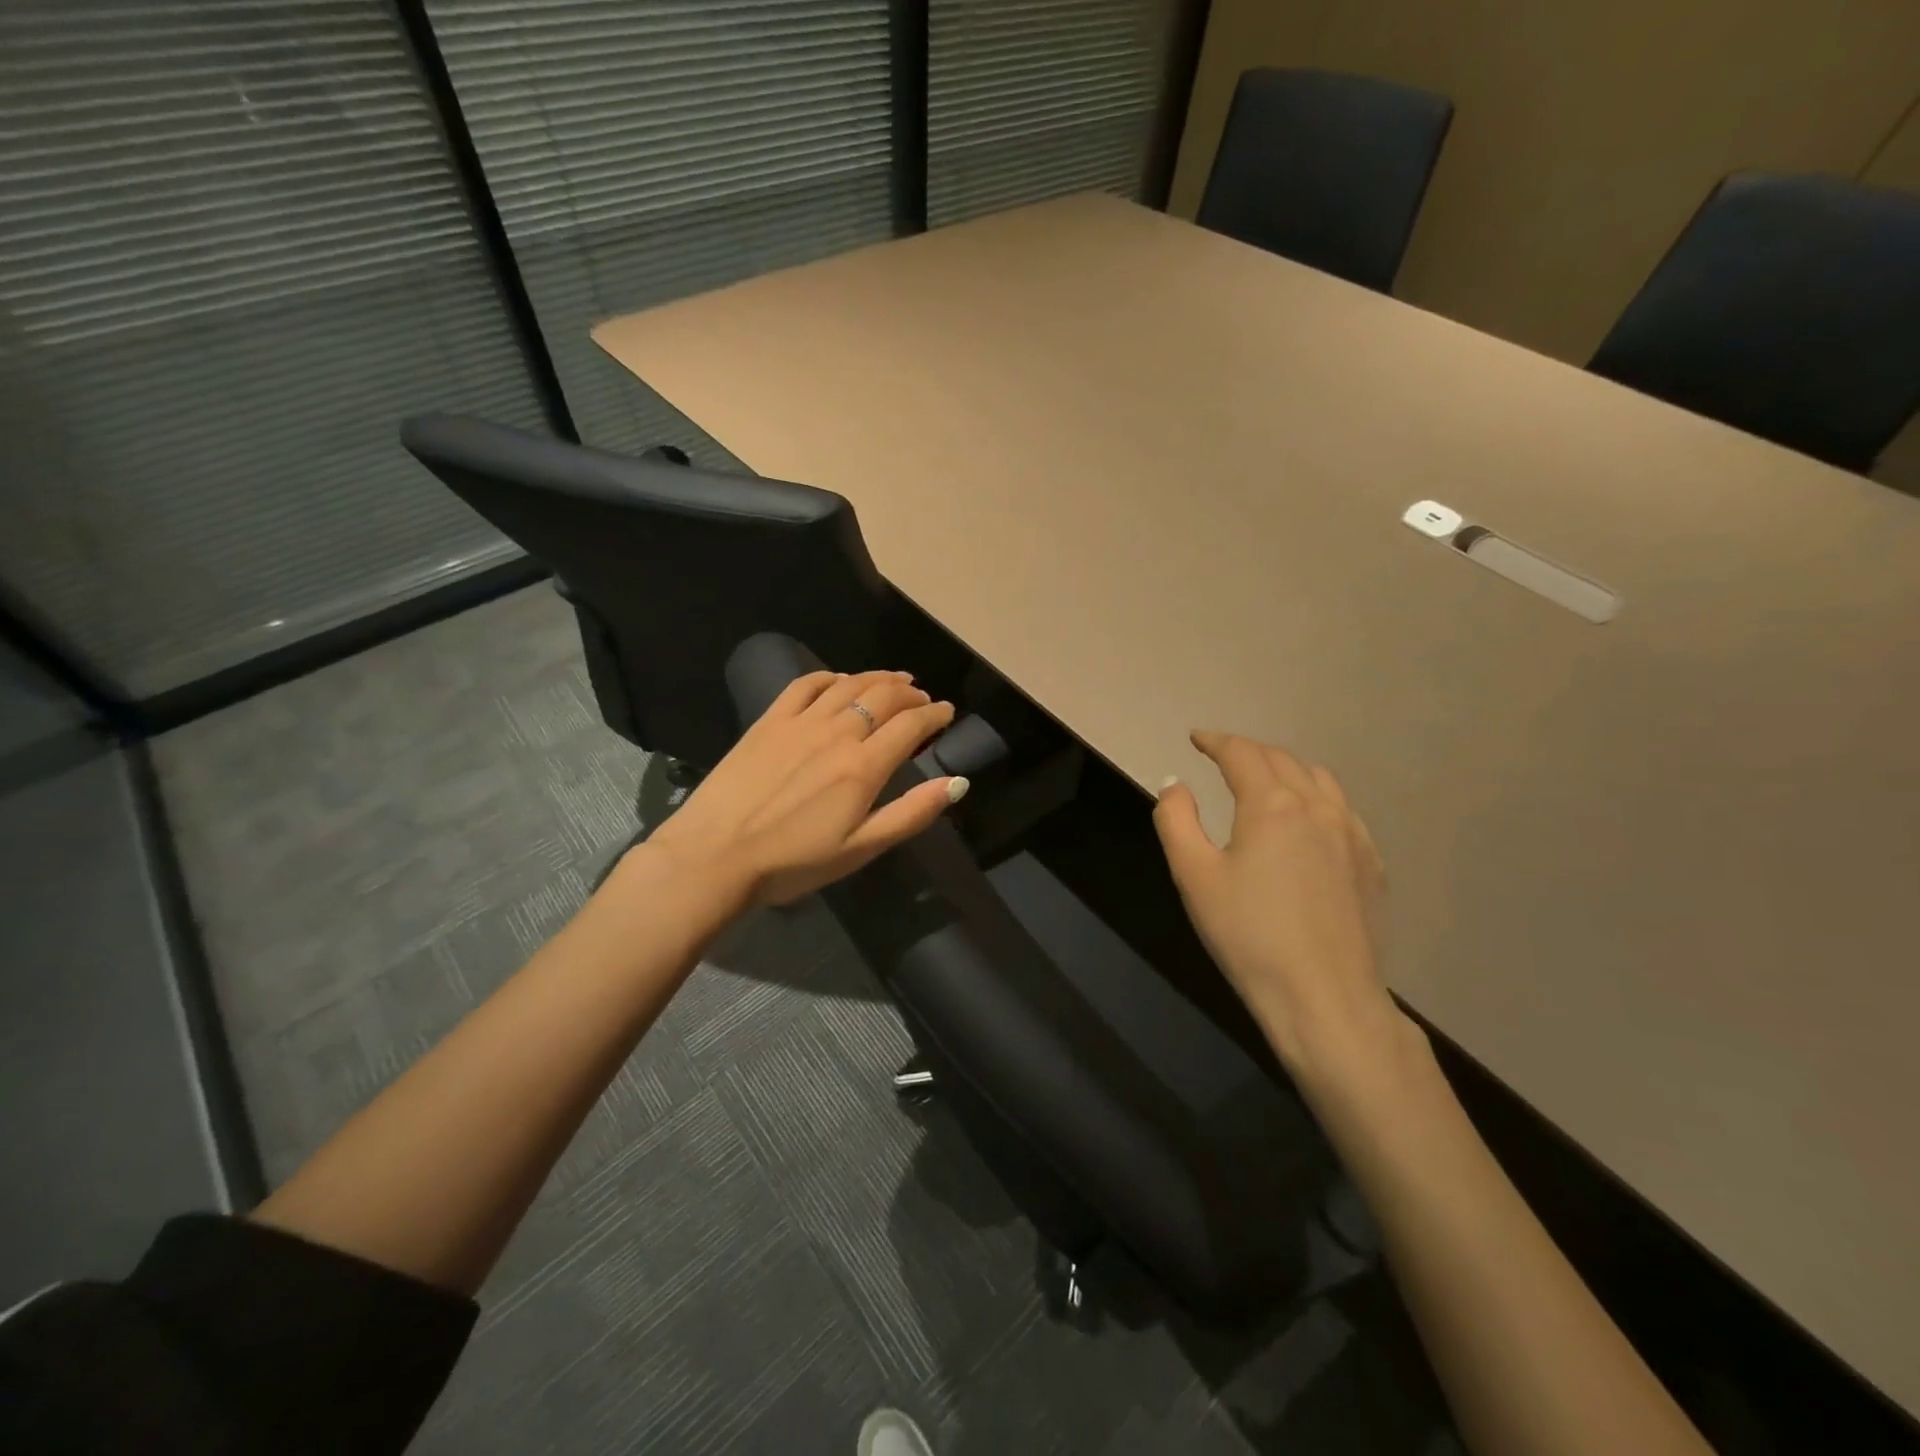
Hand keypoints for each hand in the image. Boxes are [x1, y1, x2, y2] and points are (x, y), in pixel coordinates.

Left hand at [644, 669, 963, 908]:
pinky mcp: (769, 721)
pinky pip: (806, 685)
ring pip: (849, 684)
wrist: (716, 855)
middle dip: (911, 693)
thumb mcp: (861, 849)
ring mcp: (800, 722)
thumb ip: (911, 813)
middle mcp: (837, 733)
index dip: (934, 714)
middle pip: (883, 697)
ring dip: (878, 678)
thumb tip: (957, 783)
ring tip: (894, 680)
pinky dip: (831, 677)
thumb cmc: (794, 862)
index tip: (947, 712)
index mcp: (864, 767)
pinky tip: (839, 681)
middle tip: (923, 697)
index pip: (911, 725)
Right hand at [1153, 732, 1404, 1082]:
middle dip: (1248, 751)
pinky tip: (1305, 823)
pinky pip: (1342, 811)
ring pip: (1318, 780)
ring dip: (1285, 770)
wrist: (1323, 998)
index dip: (1215, 741)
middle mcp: (1317, 807)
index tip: (1196, 738)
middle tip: (1222, 757)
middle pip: (1281, 760)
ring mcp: (1352, 835)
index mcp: (1272, 804)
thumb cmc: (1248, 935)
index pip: (1242, 753)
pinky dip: (1315, 799)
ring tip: (1264, 782)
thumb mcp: (1193, 876)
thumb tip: (1175, 785)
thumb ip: (1176, 820)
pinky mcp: (1370, 864)